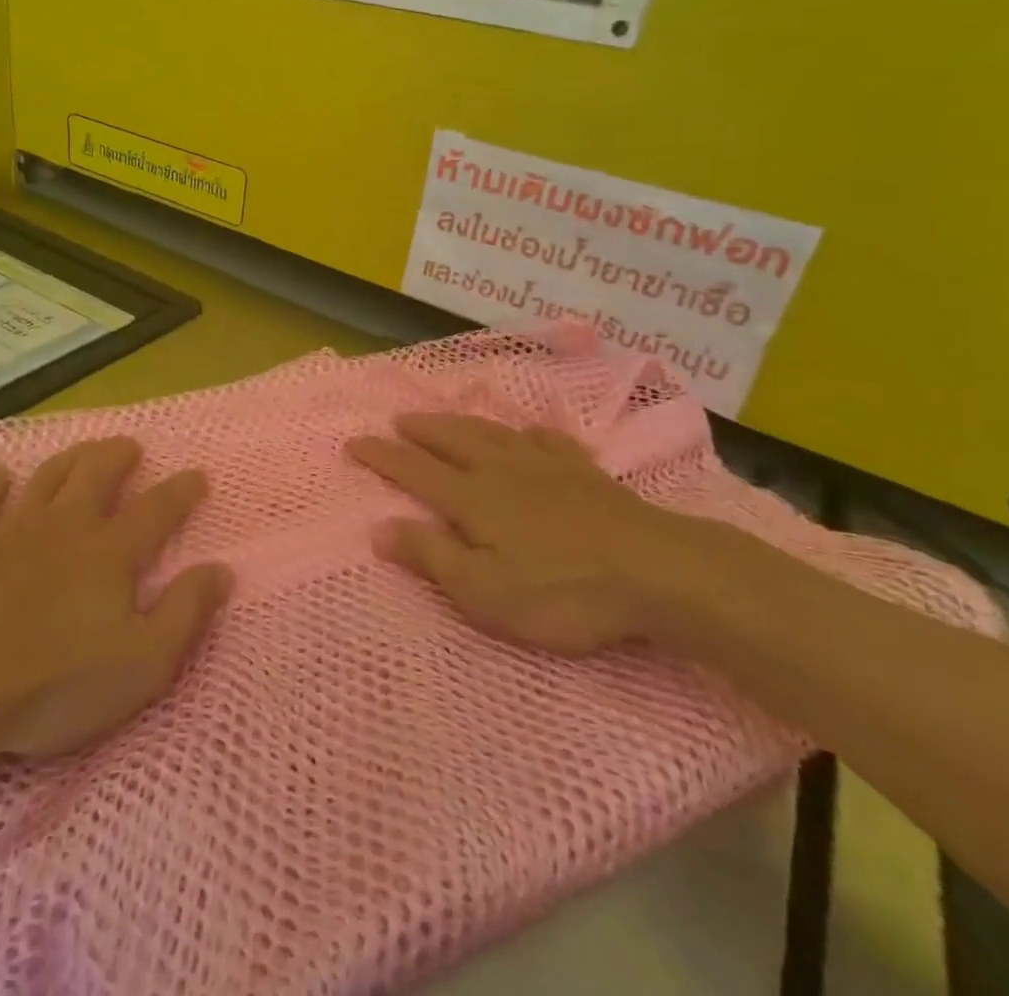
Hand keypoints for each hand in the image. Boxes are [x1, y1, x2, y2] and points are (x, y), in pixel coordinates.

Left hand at [0, 438, 231, 778]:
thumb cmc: (55, 683)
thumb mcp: (142, 663)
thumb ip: (185, 612)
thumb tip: (222, 570)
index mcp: (111, 551)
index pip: (158, 509)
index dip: (183, 490)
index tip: (199, 474)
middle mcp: (66, 526)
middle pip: (97, 474)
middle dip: (118, 455)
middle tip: (131, 446)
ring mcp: (14, 531)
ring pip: (47, 477)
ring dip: (69, 458)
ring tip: (84, 450)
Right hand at [348, 414, 717, 657]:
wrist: (656, 571)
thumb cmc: (562, 591)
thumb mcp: (485, 591)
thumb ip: (430, 556)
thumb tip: (378, 528)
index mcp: (473, 498)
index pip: (414, 470)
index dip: (381, 456)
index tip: (353, 442)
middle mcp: (502, 471)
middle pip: (452, 441)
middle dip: (420, 430)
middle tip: (397, 420)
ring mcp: (546, 467)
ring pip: (493, 434)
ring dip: (462, 424)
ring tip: (444, 417)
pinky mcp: (585, 474)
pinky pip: (549, 442)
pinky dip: (531, 434)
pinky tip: (532, 432)